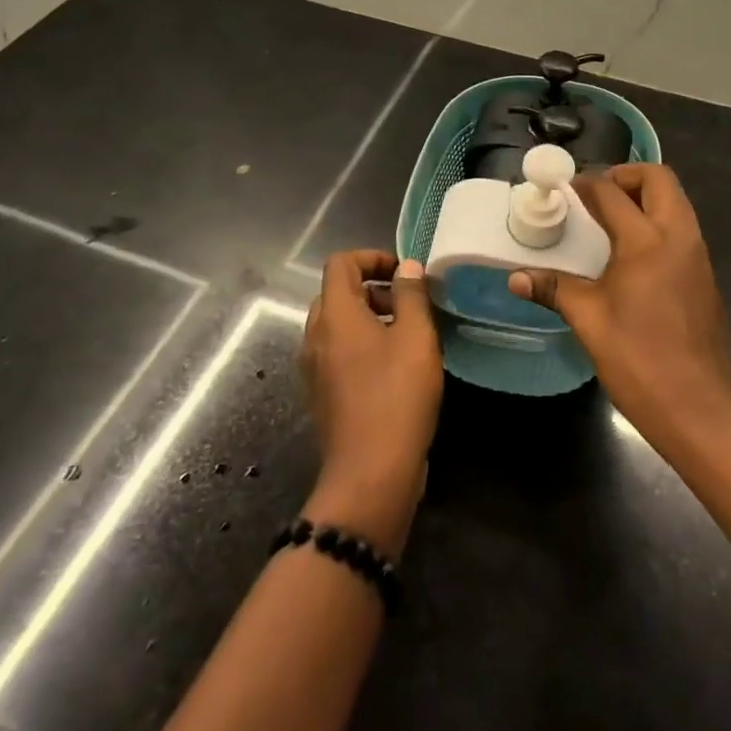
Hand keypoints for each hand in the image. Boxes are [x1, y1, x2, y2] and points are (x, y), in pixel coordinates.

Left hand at [300, 252, 442, 556]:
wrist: (371, 472)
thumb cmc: (397, 395)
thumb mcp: (416, 337)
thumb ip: (411, 295)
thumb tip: (407, 267)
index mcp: (334, 315)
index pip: (340, 263)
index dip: (372, 257)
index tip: (404, 273)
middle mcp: (316, 336)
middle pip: (337, 293)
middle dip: (373, 288)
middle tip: (409, 305)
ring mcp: (315, 368)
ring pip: (338, 325)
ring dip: (369, 318)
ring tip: (408, 336)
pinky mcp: (323, 394)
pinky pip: (338, 353)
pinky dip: (363, 345)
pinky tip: (395, 367)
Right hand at [509, 164, 730, 452]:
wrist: (699, 407)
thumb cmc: (639, 360)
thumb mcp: (589, 321)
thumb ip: (554, 289)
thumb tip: (515, 278)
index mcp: (647, 241)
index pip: (612, 192)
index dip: (585, 184)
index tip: (564, 188)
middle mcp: (679, 236)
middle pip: (658, 179)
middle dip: (626, 175)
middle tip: (595, 196)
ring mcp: (698, 255)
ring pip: (675, 202)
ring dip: (644, 197)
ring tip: (609, 221)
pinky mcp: (704, 275)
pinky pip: (682, 228)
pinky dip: (658, 222)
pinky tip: (632, 255)